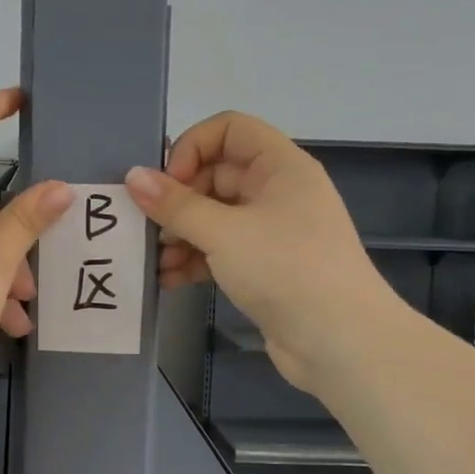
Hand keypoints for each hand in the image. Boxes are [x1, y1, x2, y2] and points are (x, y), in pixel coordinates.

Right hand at [124, 112, 388, 392]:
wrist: (341, 344)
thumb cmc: (286, 269)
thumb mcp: (224, 232)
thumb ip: (175, 204)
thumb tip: (133, 176)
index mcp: (280, 167)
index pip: (229, 130)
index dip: (193, 147)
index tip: (169, 182)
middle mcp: (277, 191)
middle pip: (215, 175)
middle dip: (178, 199)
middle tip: (150, 226)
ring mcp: (271, 231)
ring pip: (213, 216)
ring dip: (181, 234)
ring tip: (155, 259)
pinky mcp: (264, 266)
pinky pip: (220, 249)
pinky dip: (194, 259)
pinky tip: (168, 279)